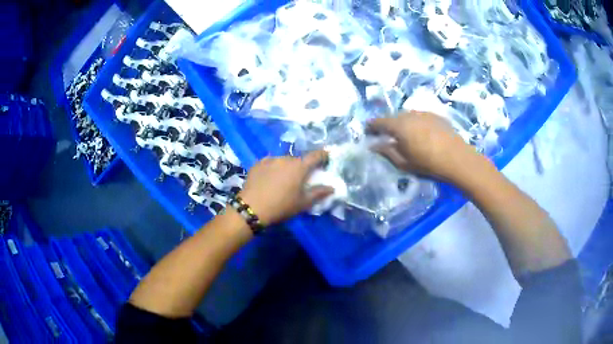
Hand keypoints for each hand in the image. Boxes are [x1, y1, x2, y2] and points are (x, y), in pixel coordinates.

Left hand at [238, 151, 333, 225]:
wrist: (252, 207)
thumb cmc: (281, 206)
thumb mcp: (303, 203)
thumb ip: (318, 193)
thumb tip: (331, 188)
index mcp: (299, 167)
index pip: (315, 155)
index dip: (323, 155)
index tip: (326, 157)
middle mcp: (286, 158)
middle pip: (298, 159)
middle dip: (302, 166)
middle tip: (300, 178)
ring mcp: (270, 159)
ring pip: (283, 160)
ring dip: (286, 167)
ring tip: (282, 180)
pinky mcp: (258, 163)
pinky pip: (270, 162)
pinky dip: (273, 167)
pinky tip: (269, 178)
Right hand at [369, 111, 483, 183]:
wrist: (457, 158)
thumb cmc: (428, 163)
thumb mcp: (404, 162)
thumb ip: (387, 152)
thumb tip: (374, 145)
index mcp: (399, 125)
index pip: (379, 122)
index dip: (371, 126)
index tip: (367, 131)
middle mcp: (409, 114)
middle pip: (394, 117)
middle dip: (388, 125)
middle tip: (386, 135)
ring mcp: (424, 113)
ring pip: (407, 115)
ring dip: (403, 123)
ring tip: (404, 134)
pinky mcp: (435, 115)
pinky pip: (419, 117)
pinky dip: (415, 123)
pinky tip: (420, 133)